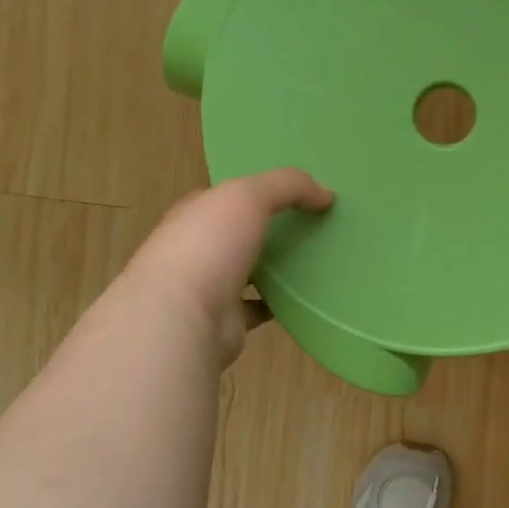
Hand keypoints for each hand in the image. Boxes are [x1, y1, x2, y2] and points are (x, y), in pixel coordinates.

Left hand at [125, 169, 333, 367]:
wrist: (181, 318)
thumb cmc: (208, 246)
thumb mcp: (248, 196)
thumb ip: (288, 186)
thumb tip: (326, 194)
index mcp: (194, 214)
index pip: (224, 197)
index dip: (255, 192)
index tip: (294, 194)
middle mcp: (197, 249)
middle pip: (238, 234)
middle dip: (268, 230)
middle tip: (313, 225)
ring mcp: (209, 287)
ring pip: (247, 271)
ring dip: (274, 267)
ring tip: (316, 259)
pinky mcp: (225, 320)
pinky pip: (258, 307)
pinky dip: (278, 303)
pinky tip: (306, 296)